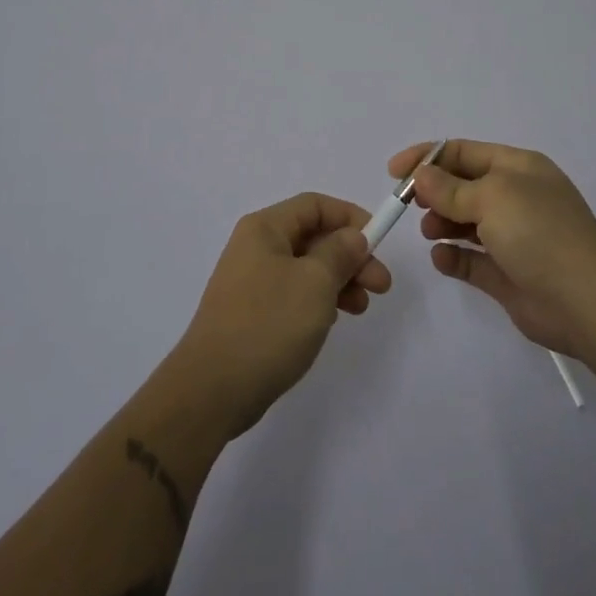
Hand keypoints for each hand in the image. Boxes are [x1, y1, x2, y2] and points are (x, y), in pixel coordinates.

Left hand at [167, 193, 393, 437]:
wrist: (213, 389)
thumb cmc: (268, 324)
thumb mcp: (315, 283)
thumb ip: (340, 253)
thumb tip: (353, 237)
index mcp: (265, 229)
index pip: (314, 205)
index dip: (350, 217)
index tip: (379, 242)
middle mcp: (256, 247)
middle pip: (313, 237)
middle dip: (351, 256)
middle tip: (382, 285)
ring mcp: (253, 281)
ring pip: (307, 268)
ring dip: (340, 281)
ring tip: (362, 307)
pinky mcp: (254, 313)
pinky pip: (295, 294)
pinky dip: (320, 301)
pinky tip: (334, 320)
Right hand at [389, 139, 595, 361]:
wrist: (587, 302)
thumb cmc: (539, 233)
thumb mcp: (492, 196)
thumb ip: (450, 187)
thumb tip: (420, 177)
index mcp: (519, 168)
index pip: (465, 152)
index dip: (427, 157)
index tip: (394, 171)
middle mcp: (516, 198)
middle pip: (463, 185)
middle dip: (434, 192)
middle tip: (411, 205)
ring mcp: (513, 237)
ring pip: (466, 222)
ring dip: (442, 223)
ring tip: (430, 232)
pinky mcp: (508, 274)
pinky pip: (472, 259)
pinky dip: (453, 256)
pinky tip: (442, 258)